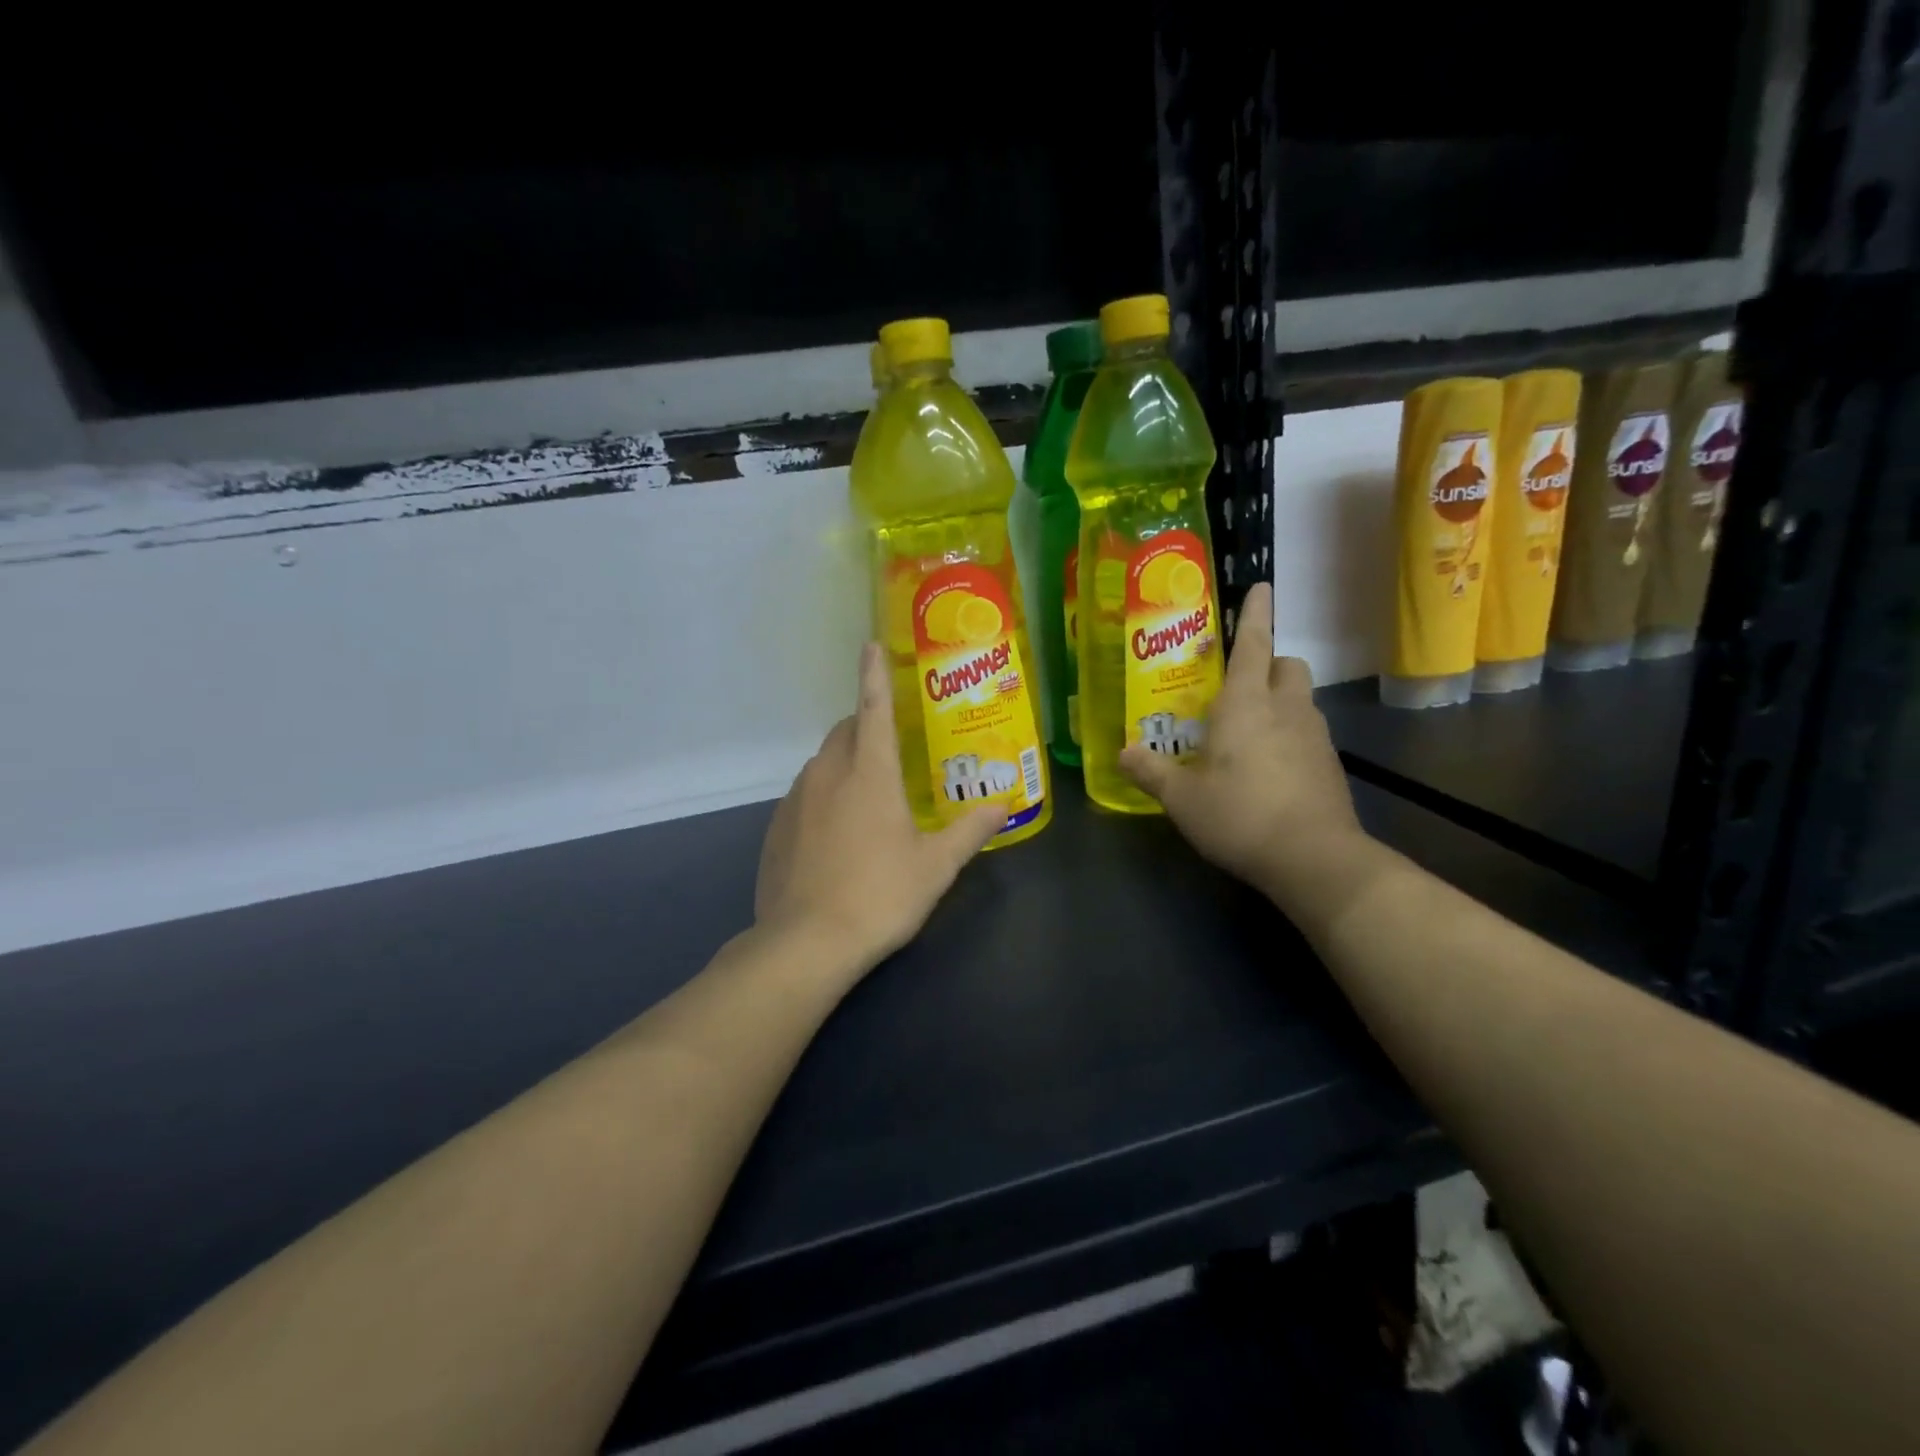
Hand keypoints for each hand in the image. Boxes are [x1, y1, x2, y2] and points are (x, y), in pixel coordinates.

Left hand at [755, 642, 1005, 974]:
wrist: (805, 943)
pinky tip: (837, 833)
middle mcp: (827, 775)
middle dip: (865, 725)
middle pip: (845, 731)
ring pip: (822, 762)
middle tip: (892, 745)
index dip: (874, 675)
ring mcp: (795, 801)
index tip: (870, 645)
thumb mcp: (936, 866)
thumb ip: (970, 830)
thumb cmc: (880, 895)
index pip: (873, 708)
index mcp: (869, 773)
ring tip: (869, 793)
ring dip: (845, 762)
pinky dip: (823, 795)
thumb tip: (1003, 805)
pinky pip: (804, 795)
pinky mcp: (776, 828)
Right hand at [1119, 582, 1363, 898]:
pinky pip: (1308, 732)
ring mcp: (1314, 735)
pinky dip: (1290, 734)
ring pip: (1301, 698)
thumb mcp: (1182, 798)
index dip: (1255, 613)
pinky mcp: (1330, 764)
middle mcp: (1286, 708)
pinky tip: (1270, 768)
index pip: (1253, 643)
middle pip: (1287, 664)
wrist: (1315, 858)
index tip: (1262, 586)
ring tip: (1250, 731)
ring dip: (1280, 700)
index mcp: (1245, 703)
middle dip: (1269, 662)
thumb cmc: (1240, 815)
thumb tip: (1122, 753)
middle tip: (1240, 684)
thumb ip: (1151, 771)